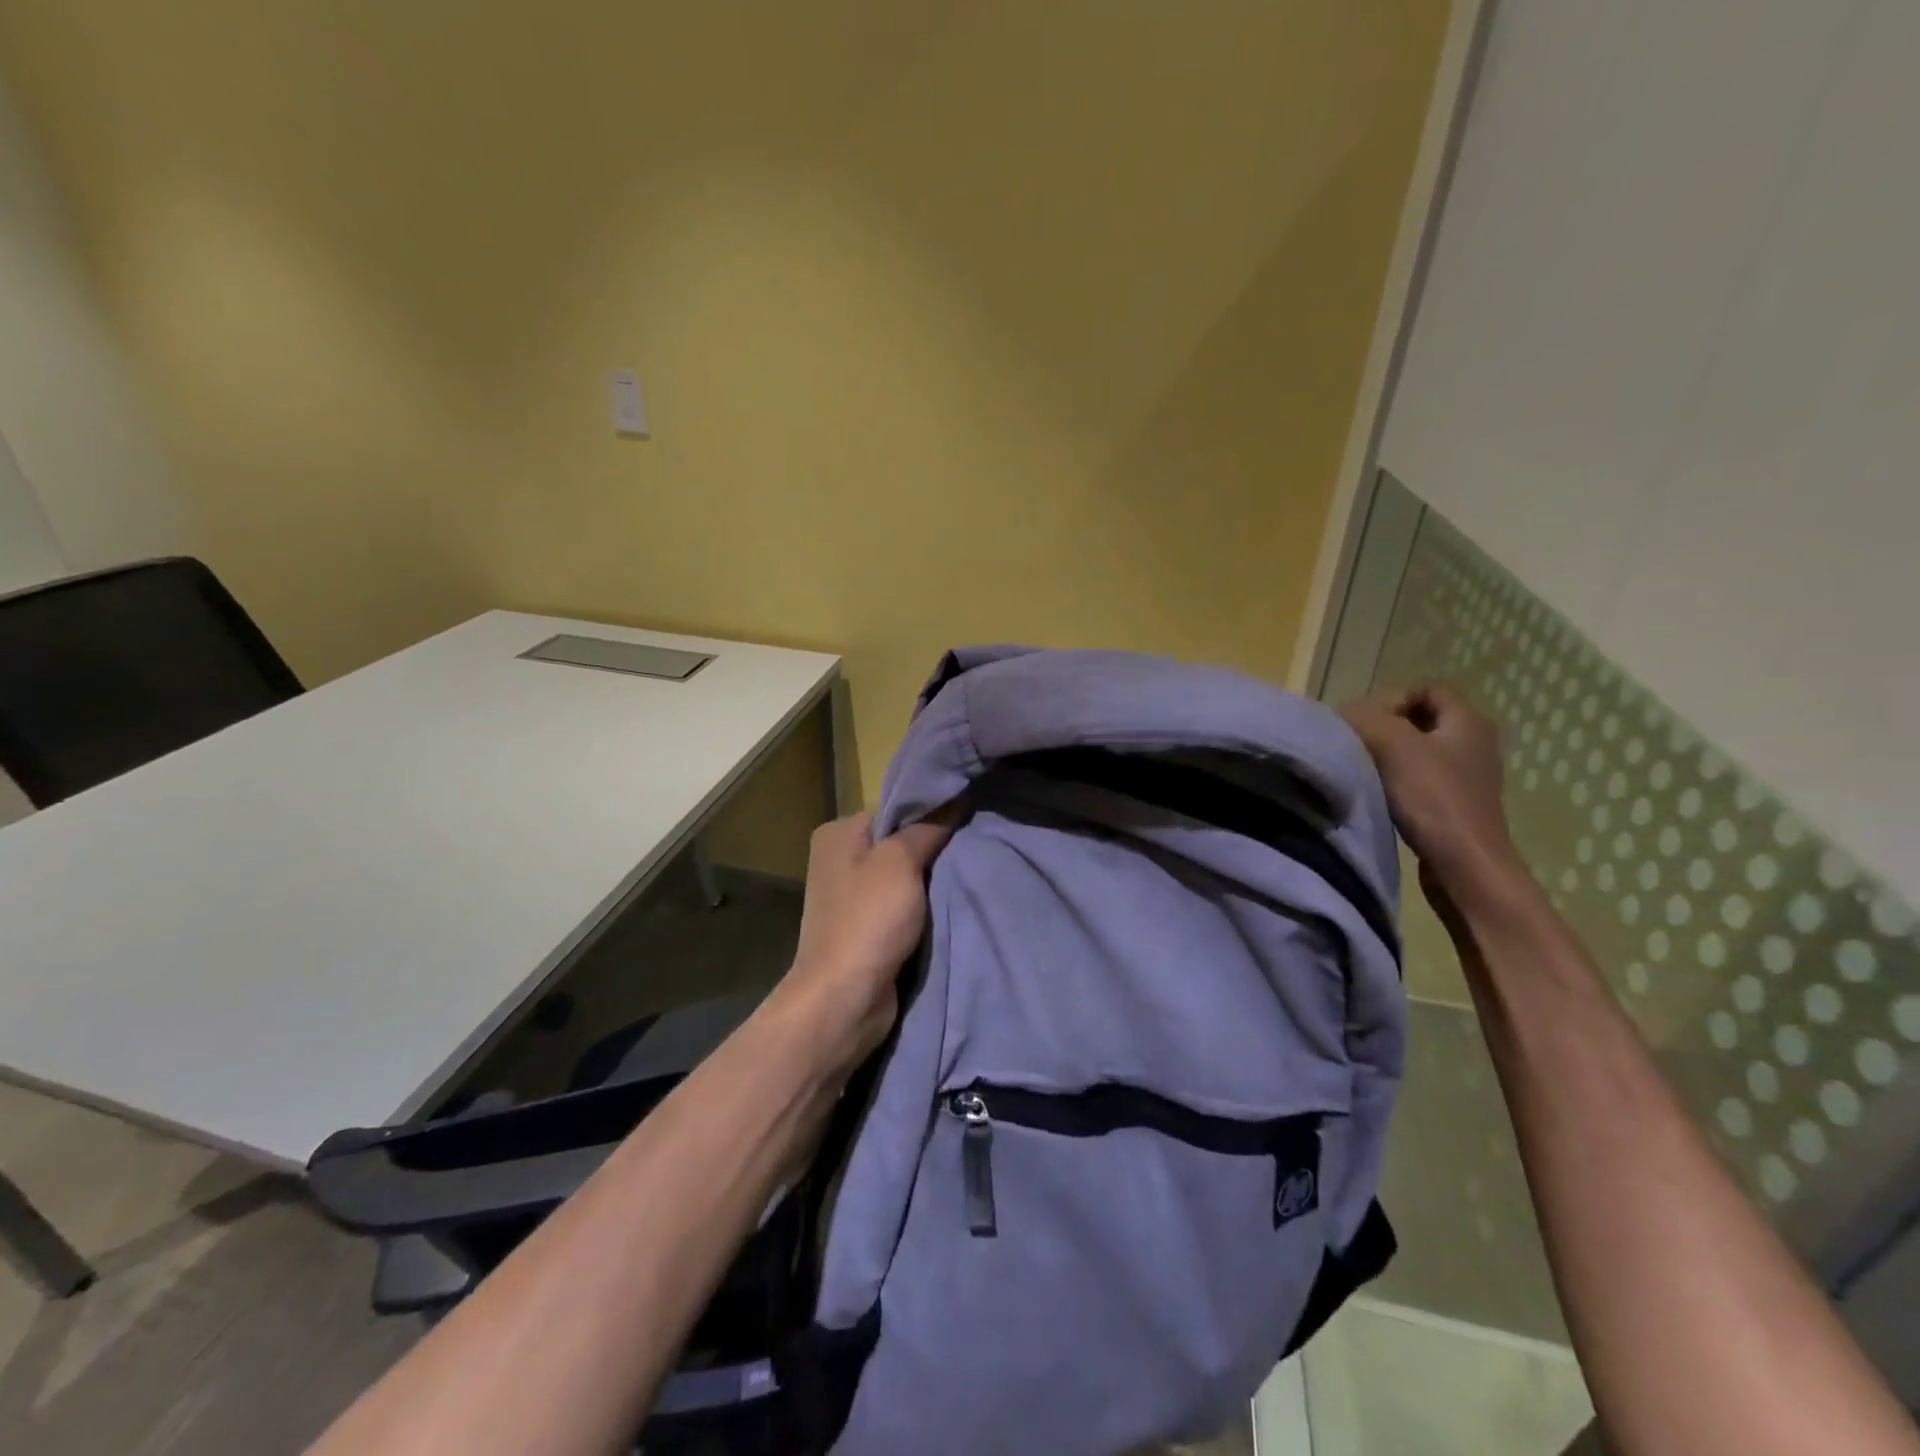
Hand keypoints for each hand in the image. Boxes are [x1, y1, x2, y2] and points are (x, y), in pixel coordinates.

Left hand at [767, 808, 959, 1068]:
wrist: (844, 998)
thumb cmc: (868, 920)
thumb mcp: (901, 862)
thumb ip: (928, 828)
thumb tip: (955, 799)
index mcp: (837, 833)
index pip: (893, 808)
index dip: (929, 812)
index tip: (967, 816)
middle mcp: (839, 859)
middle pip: (898, 841)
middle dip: (934, 846)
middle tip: (975, 845)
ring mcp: (850, 896)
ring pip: (903, 875)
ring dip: (931, 879)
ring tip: (969, 872)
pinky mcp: (863, 927)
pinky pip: (901, 905)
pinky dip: (922, 906)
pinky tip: (950, 903)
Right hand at [1343, 684, 1523, 905]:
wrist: (1464, 864)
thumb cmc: (1433, 797)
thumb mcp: (1393, 745)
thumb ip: (1367, 718)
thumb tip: (1346, 713)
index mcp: (1469, 721)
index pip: (1428, 688)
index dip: (1393, 697)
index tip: (1368, 722)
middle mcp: (1475, 743)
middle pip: (1422, 719)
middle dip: (1387, 726)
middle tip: (1358, 742)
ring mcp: (1468, 776)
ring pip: (1419, 750)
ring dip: (1389, 755)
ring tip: (1364, 768)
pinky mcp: (1456, 804)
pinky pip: (1422, 778)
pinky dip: (1398, 780)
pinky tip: (1379, 793)